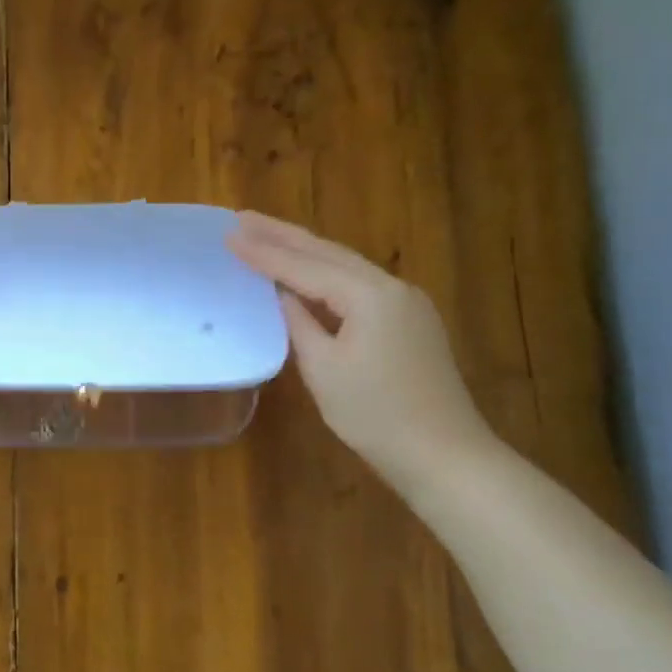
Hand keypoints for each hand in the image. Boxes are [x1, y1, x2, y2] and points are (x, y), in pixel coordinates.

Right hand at [227, 211, 496, 487]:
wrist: (442, 453)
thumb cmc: (374, 414)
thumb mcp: (323, 368)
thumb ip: (299, 323)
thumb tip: (283, 295)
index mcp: (371, 295)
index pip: (305, 266)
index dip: (264, 252)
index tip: (229, 233)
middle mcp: (393, 287)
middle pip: (329, 253)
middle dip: (283, 235)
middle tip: (242, 218)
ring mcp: (406, 303)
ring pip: (346, 266)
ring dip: (304, 250)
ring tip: (266, 235)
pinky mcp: (410, 322)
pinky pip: (359, 286)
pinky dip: (326, 275)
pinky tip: (307, 274)